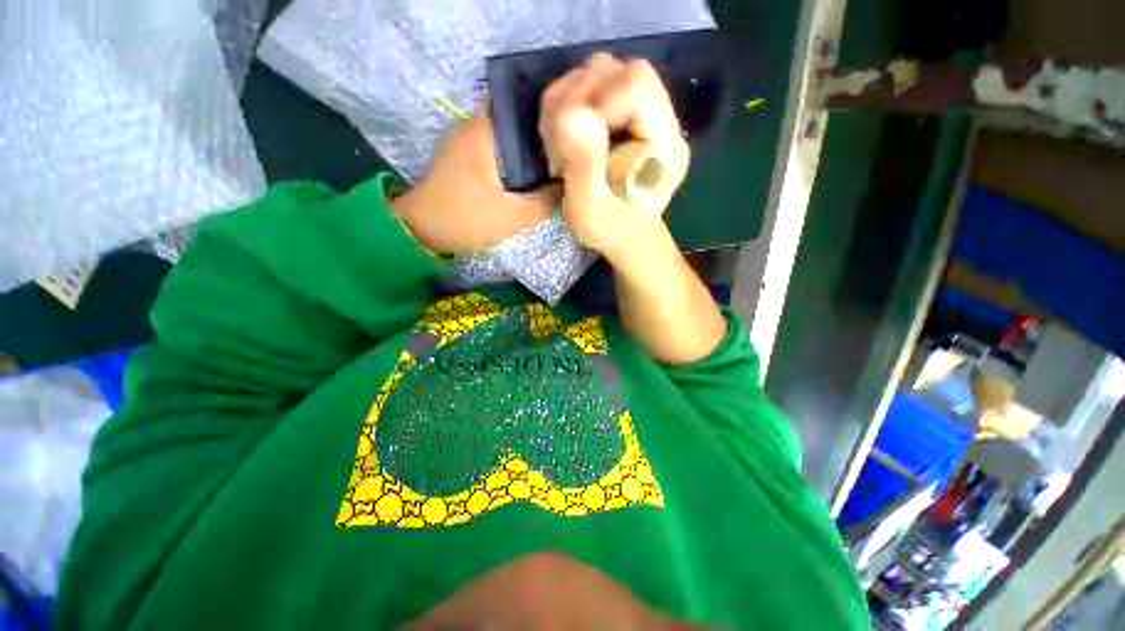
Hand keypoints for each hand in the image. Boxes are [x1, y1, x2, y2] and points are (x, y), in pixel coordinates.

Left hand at [393, 112, 557, 254]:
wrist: (423, 231)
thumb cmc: (467, 218)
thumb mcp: (514, 216)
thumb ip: (546, 201)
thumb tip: (568, 185)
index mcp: (485, 130)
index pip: (524, 103)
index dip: (551, 112)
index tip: (572, 128)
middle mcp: (474, 126)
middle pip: (518, 119)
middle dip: (544, 132)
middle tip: (570, 149)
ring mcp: (467, 141)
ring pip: (508, 135)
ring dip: (530, 147)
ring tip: (557, 160)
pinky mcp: (466, 157)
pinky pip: (499, 149)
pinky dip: (516, 157)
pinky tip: (532, 172)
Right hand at [539, 53, 690, 261]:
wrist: (624, 238)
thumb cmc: (609, 232)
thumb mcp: (589, 211)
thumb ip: (583, 165)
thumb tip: (572, 113)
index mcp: (665, 147)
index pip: (636, 86)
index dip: (595, 103)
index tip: (571, 144)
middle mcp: (663, 122)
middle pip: (621, 71)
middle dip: (578, 99)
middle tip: (560, 144)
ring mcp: (646, 116)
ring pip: (606, 73)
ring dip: (569, 101)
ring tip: (560, 145)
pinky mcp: (627, 117)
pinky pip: (595, 87)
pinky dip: (568, 104)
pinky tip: (563, 139)